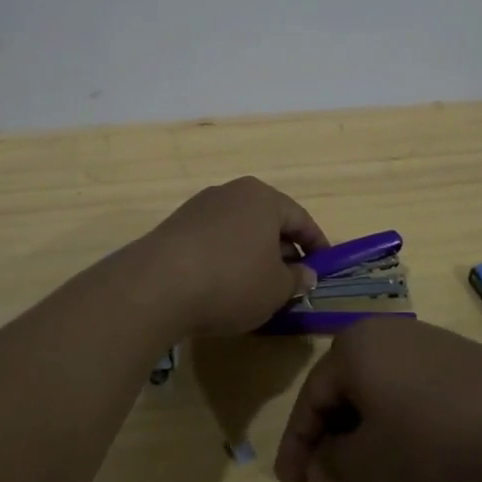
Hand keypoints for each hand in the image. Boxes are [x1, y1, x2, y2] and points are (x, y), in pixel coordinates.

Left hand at [136, 177, 325, 336]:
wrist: (157, 286)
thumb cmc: (231, 281)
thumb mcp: (275, 289)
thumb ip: (296, 280)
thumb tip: (305, 274)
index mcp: (263, 198)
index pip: (300, 219)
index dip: (316, 245)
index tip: (325, 268)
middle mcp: (232, 192)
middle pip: (267, 220)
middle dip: (283, 249)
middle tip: (293, 280)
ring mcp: (200, 207)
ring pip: (239, 230)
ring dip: (252, 254)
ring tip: (258, 286)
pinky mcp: (176, 226)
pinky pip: (214, 240)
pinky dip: (226, 258)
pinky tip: (223, 285)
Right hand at [274, 318, 481, 481]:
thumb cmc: (436, 440)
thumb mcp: (373, 461)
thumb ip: (332, 463)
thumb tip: (319, 464)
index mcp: (354, 348)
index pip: (310, 399)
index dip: (297, 446)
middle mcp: (382, 337)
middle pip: (343, 401)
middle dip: (337, 458)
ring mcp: (421, 347)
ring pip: (375, 404)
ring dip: (366, 454)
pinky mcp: (452, 363)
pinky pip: (405, 398)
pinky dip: (394, 436)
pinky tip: (405, 472)